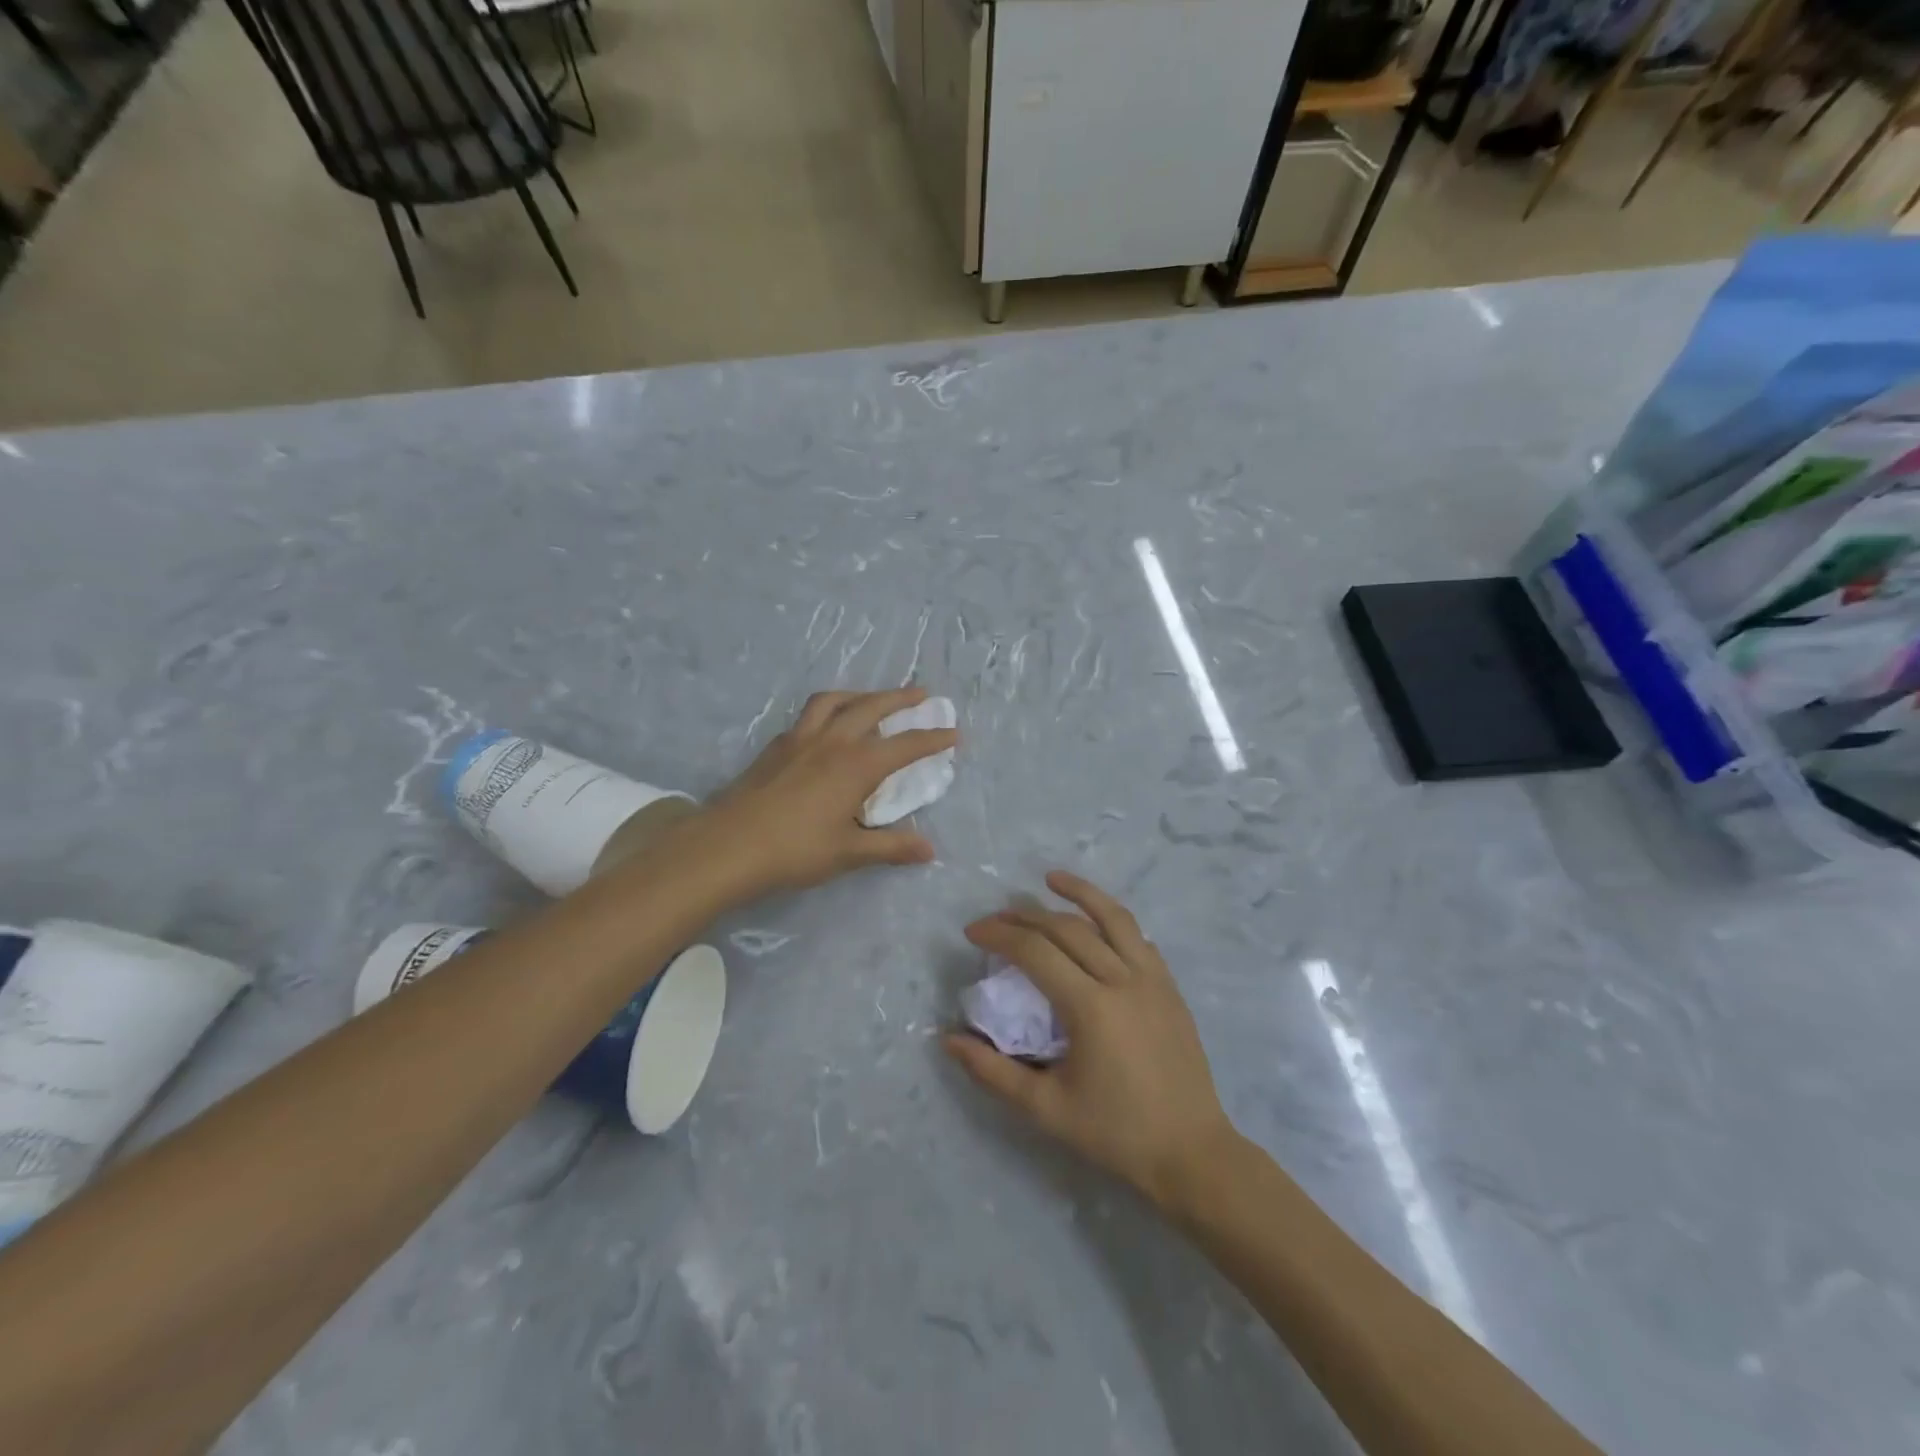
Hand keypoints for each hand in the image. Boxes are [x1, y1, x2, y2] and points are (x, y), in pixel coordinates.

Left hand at [700, 686, 956, 895]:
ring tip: (871, 698)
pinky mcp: (776, 746)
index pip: (905, 746)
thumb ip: (890, 847)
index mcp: (856, 765)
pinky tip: (826, 726)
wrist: (728, 845)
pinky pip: (809, 714)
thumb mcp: (848, 852)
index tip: (953, 732)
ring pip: (835, 701)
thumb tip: (929, 850)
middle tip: (921, 694)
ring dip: (859, 694)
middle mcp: (832, 741)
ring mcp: (800, 739)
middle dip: (900, 698)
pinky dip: (828, 710)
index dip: (932, 739)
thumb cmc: (794, 850)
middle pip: (872, 707)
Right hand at [944, 871, 1239, 1211]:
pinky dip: (1112, 921)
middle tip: (997, 916)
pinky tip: (1098, 923)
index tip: (972, 932)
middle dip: (1026, 915)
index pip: (1035, 952)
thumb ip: (994, 1072)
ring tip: (1052, 878)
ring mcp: (1152, 980)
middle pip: (1068, 928)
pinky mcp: (1170, 988)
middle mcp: (1123, 980)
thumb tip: (949, 1040)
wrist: (1191, 1153)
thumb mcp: (1046, 1109)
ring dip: (1080, 892)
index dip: (999, 934)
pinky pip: (1138, 939)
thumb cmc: (1115, 1133)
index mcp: (1090, 1007)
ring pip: (1113, 918)